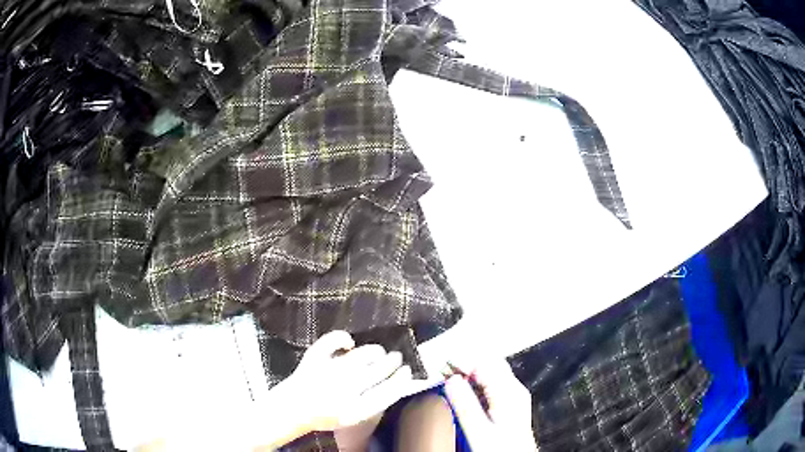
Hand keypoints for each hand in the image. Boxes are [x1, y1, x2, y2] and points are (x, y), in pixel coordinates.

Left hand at [277, 330, 413, 432]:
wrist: (294, 409)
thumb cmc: (326, 414)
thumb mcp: (354, 416)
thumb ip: (374, 402)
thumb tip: (393, 382)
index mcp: (357, 408)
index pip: (388, 391)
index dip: (401, 379)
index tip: (407, 370)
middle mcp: (346, 389)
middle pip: (378, 371)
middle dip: (391, 362)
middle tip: (396, 357)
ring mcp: (330, 371)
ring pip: (362, 355)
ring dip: (375, 351)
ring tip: (379, 352)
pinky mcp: (314, 358)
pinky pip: (332, 341)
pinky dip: (342, 338)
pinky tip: (349, 342)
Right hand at [444, 359, 536, 451]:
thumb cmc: (503, 449)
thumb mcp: (479, 430)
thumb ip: (465, 404)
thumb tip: (451, 380)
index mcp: (510, 393)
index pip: (484, 364)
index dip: (462, 361)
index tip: (443, 363)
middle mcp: (514, 392)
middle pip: (489, 367)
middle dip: (464, 365)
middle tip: (443, 368)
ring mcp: (513, 399)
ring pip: (489, 376)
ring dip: (468, 375)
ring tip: (448, 376)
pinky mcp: (508, 407)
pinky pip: (490, 387)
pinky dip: (473, 385)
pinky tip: (462, 391)